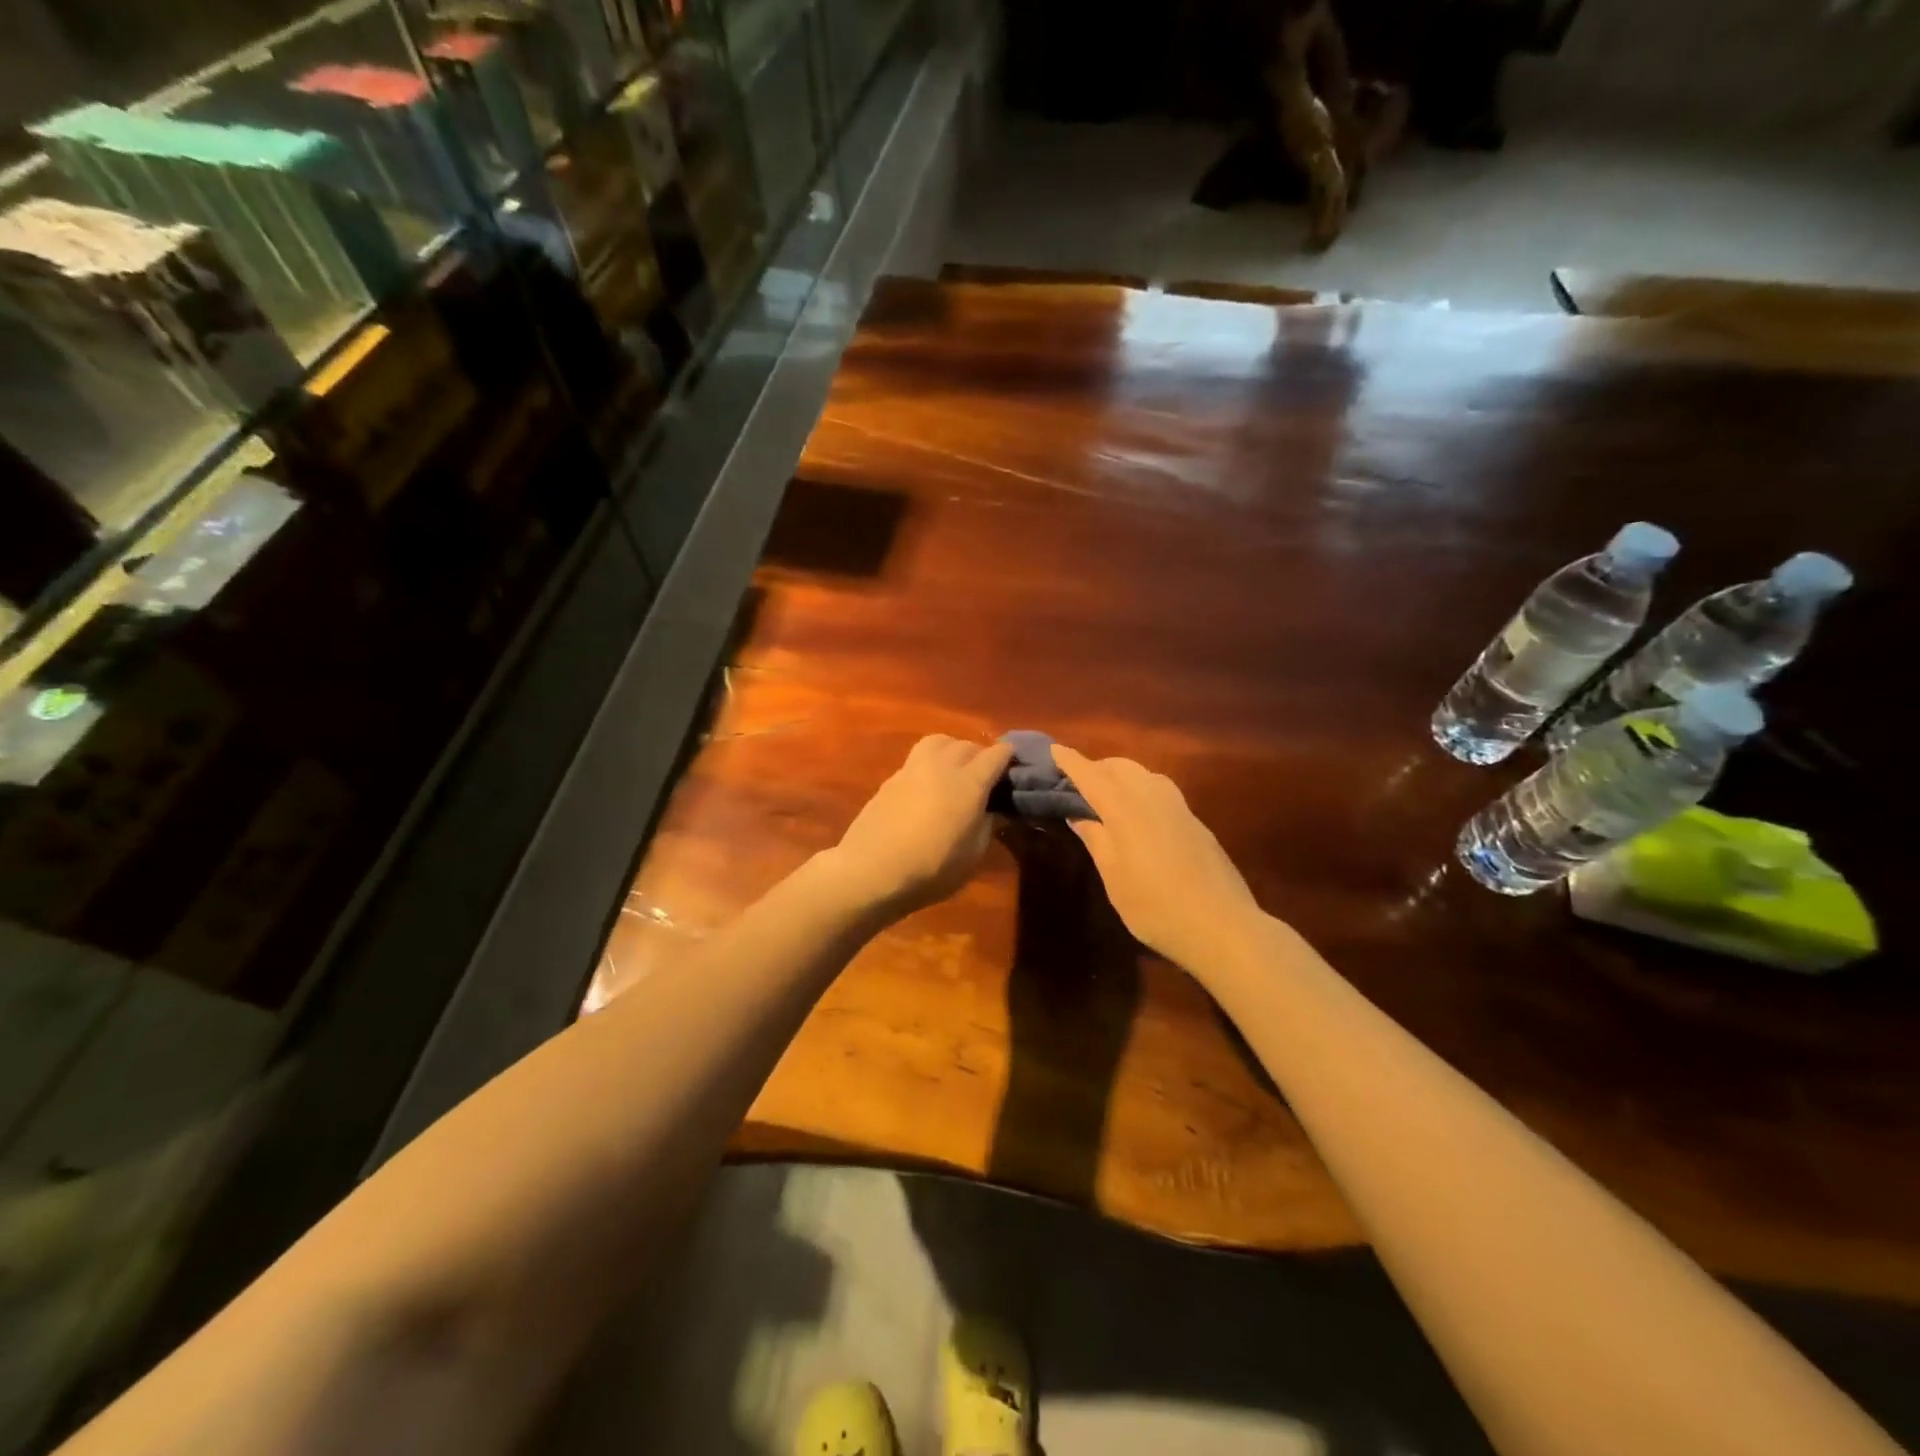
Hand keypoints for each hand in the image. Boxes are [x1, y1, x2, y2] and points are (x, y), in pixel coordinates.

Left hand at [824, 735, 1013, 917]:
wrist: (871, 870)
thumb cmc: (932, 869)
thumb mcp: (973, 856)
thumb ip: (987, 826)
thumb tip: (994, 811)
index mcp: (970, 782)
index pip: (996, 754)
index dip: (1008, 758)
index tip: (1013, 769)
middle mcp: (943, 766)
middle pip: (967, 744)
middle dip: (980, 755)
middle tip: (984, 777)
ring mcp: (913, 768)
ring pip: (939, 742)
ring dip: (952, 750)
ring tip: (954, 770)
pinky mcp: (891, 778)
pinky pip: (917, 758)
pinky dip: (929, 764)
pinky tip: (927, 786)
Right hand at [1052, 745, 1265, 973]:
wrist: (1221, 925)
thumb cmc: (1154, 905)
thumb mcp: (1113, 876)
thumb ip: (1096, 839)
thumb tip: (1078, 815)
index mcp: (1124, 809)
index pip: (1091, 776)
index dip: (1071, 762)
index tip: (1055, 749)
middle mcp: (1151, 797)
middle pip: (1120, 767)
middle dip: (1097, 767)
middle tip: (1077, 782)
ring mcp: (1178, 807)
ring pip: (1144, 774)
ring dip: (1121, 774)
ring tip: (1107, 794)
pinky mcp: (1195, 821)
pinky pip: (1160, 789)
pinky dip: (1141, 787)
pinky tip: (1139, 811)